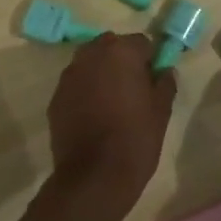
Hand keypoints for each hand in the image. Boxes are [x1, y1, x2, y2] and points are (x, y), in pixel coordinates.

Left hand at [47, 33, 175, 218]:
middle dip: (122, 61)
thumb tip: (164, 71)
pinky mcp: (56, 97)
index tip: (153, 81)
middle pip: (111, 46)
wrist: (94, 177)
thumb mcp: (161, 111)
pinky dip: (85, 91)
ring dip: (101, 73)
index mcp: (121, 52)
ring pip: (90, 63)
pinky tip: (93, 116)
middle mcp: (91, 55)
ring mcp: (69, 75)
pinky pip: (75, 84)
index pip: (141, 43)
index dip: (149, 60)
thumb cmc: (135, 139)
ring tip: (111, 102)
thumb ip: (165, 83)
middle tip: (133, 89)